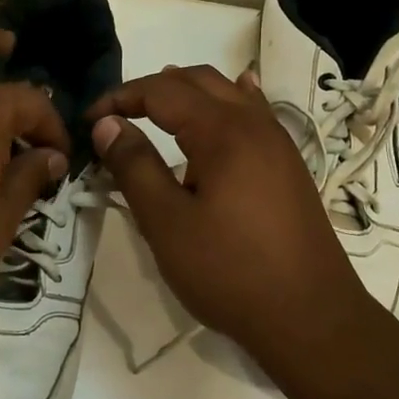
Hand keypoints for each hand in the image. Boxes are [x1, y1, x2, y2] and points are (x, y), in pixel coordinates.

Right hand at [87, 66, 379, 377]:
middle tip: (117, 115)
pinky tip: (233, 100)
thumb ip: (134, 166)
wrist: (310, 317)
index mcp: (223, 131)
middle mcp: (254, 124)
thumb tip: (108, 124)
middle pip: (198, 81)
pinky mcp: (289, 167)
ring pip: (229, 94)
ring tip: (158, 106)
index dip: (120, 98)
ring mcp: (278, 144)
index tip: (89, 121)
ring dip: (189, 93)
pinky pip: (255, 114)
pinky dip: (231, 101)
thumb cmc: (230, 271)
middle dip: (153, 89)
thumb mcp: (167, 222)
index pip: (162, 92)